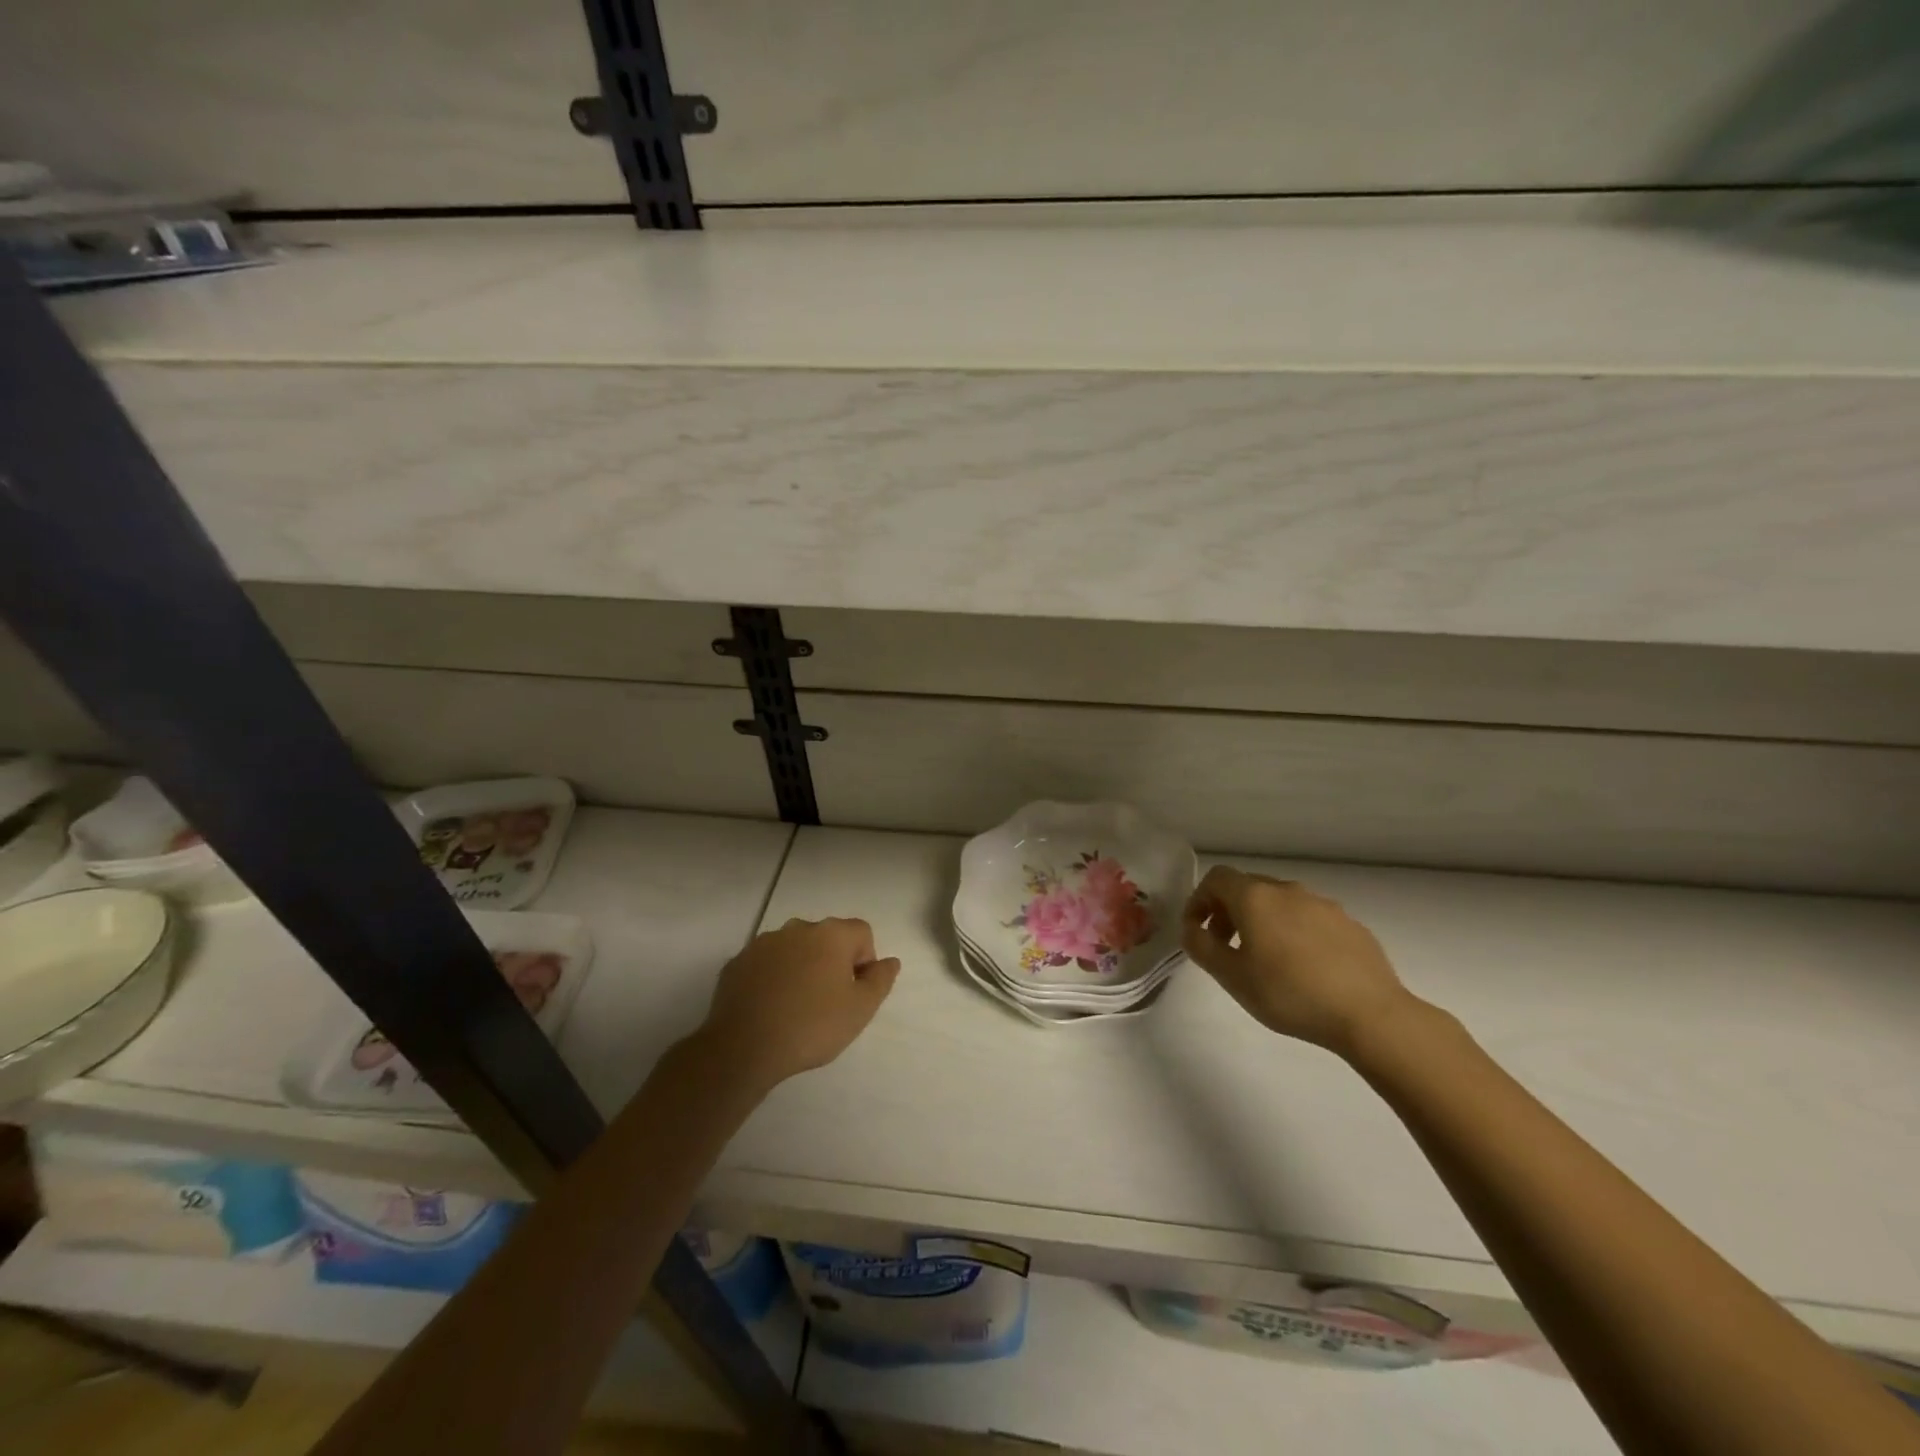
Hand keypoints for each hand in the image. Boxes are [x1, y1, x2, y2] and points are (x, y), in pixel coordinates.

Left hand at [698, 917, 900, 1088]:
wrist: (742, 1047)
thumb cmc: (812, 1026)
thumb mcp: (860, 1009)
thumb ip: (881, 980)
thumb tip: (890, 961)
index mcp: (831, 934)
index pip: (862, 933)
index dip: (865, 961)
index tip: (854, 992)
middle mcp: (797, 928)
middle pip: (827, 938)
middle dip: (832, 962)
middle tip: (828, 1002)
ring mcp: (763, 943)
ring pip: (794, 949)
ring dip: (801, 968)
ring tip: (796, 1007)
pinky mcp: (737, 962)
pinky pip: (766, 964)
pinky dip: (773, 978)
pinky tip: (770, 1009)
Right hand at [1181, 867, 1412, 1055]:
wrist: (1370, 1015)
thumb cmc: (1290, 994)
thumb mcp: (1232, 977)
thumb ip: (1202, 947)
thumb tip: (1192, 929)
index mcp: (1255, 897)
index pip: (1215, 878)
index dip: (1198, 900)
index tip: (1196, 931)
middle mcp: (1288, 891)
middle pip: (1247, 887)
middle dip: (1228, 911)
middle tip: (1225, 947)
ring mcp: (1323, 904)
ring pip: (1280, 902)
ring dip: (1261, 921)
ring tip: (1265, 959)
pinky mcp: (1350, 924)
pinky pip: (1309, 918)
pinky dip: (1293, 931)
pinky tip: (1303, 967)